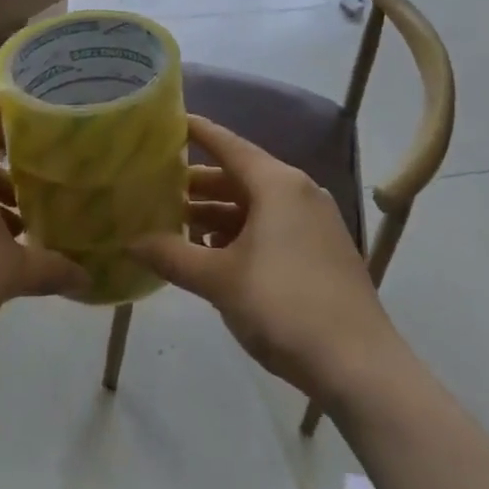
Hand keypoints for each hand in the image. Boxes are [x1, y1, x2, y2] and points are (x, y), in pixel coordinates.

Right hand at [129, 116, 402, 403]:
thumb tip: (129, 241)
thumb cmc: (284, 306)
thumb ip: (171, 256)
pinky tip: (211, 255)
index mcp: (277, 184)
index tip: (164, 122)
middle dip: (196, 184)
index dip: (196, 132)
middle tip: (154, 188)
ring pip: (254, 205)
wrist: (360, 366)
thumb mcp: (220, 280)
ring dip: (215, 214)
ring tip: (174, 225)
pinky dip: (239, 233)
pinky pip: (271, 227)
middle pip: (238, 176)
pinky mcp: (320, 251)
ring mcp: (313, 223)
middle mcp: (298, 192)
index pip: (227, 144)